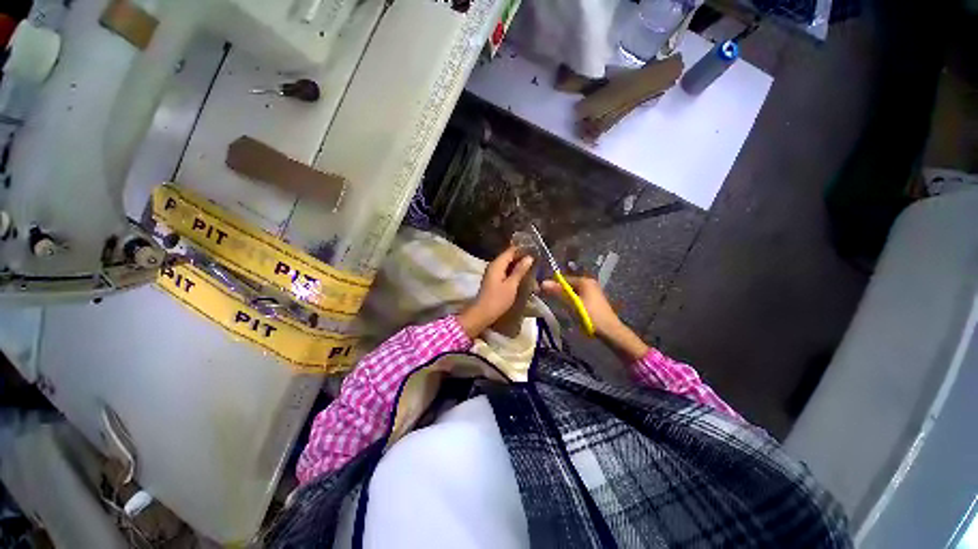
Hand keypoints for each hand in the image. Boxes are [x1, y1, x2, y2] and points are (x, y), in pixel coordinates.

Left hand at [458, 247, 534, 338]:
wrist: (482, 314)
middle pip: (509, 256)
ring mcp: (492, 273)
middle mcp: (493, 265)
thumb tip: (529, 257)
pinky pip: (505, 271)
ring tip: (532, 267)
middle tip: (537, 260)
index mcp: (497, 264)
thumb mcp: (511, 285)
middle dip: (521, 257)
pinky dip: (513, 272)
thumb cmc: (497, 299)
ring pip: (507, 264)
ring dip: (518, 265)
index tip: (535, 250)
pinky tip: (522, 275)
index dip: (522, 249)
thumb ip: (520, 270)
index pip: (511, 250)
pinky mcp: (493, 280)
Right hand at [542, 275, 648, 360]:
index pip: (564, 279)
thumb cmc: (590, 316)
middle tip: (550, 300)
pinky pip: (579, 297)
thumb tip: (543, 282)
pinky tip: (570, 310)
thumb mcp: (572, 304)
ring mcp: (593, 291)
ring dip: (566, 298)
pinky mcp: (594, 300)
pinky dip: (572, 301)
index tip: (544, 293)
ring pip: (573, 292)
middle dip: (560, 292)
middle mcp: (590, 283)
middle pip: (569, 285)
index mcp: (585, 281)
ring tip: (559, 306)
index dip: (553, 285)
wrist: (610, 331)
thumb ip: (558, 292)